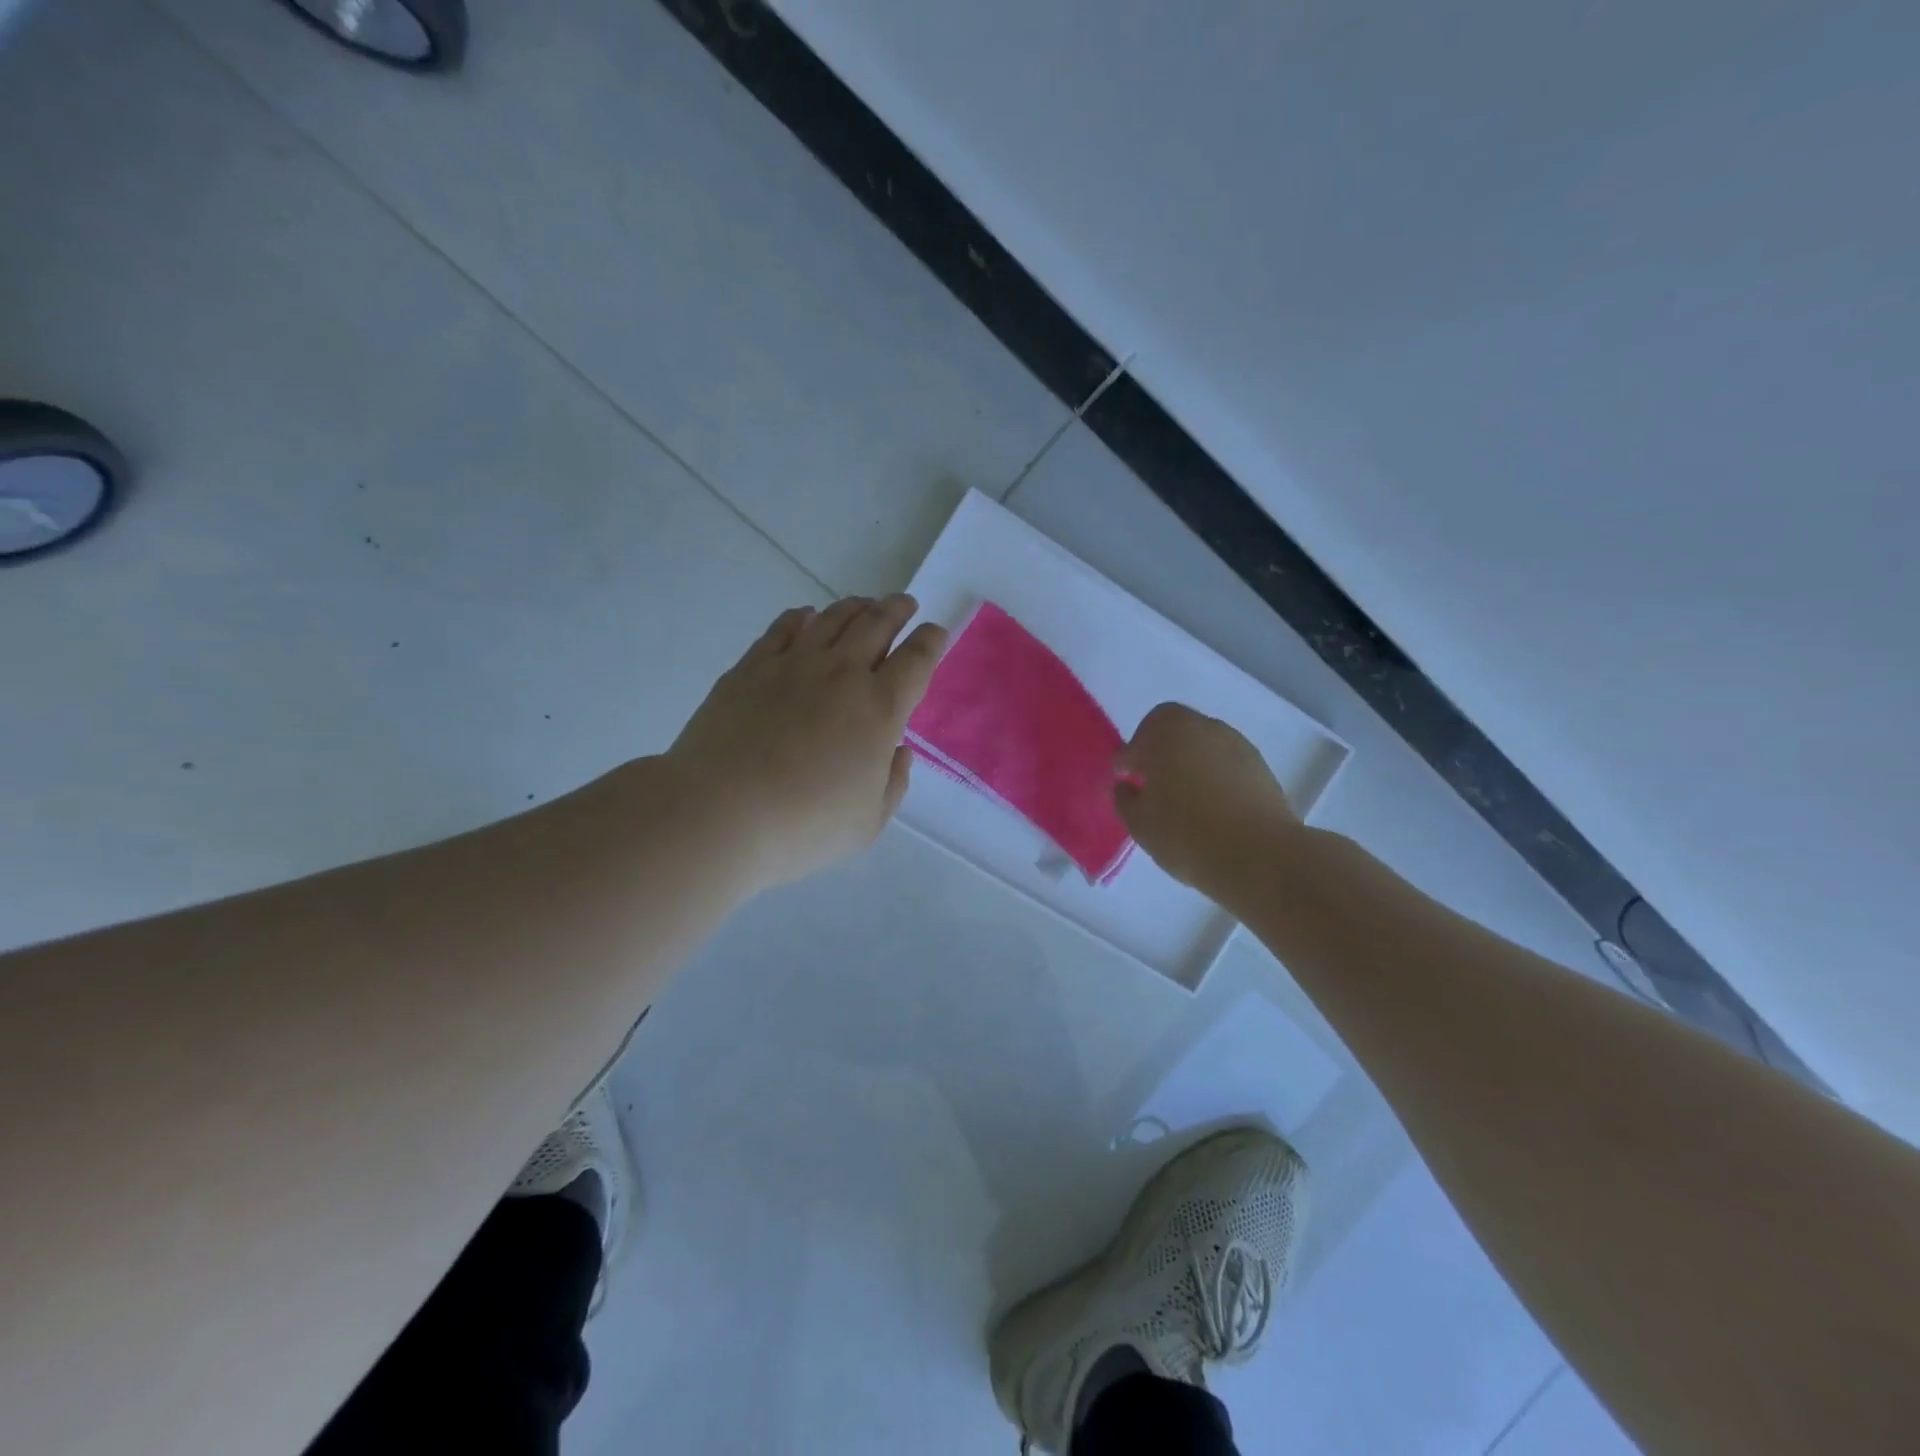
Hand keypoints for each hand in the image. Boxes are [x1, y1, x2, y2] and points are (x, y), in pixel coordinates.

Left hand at [666, 595, 946, 889]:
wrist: (720, 812)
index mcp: (879, 709)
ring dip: (855, 607)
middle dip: (896, 609)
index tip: (935, 633)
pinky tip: (806, 616)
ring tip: (863, 605)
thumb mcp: (868, 822)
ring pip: (832, 619)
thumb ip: (893, 783)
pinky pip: (783, 628)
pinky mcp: (750, 668)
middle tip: (904, 603)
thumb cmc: (804, 825)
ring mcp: (792, 665)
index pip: (916, 660)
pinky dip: (802, 617)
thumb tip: (897, 751)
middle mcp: (841, 674)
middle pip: (876, 624)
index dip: (930, 641)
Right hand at [1114, 702, 1300, 890]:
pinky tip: (1212, 806)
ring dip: (1190, 762)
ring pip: (1203, 745)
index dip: (1130, 757)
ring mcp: (1237, 744)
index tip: (1125, 779)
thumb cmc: (1186, 834)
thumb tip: (1126, 785)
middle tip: (1153, 784)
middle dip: (1161, 752)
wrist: (1258, 856)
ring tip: (1184, 798)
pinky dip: (1215, 776)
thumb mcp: (1139, 823)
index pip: (1140, 736)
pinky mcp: (1261, 766)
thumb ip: (1125, 798)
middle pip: (1175, 730)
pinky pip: (1226, 763)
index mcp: (1167, 732)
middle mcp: (1203, 727)